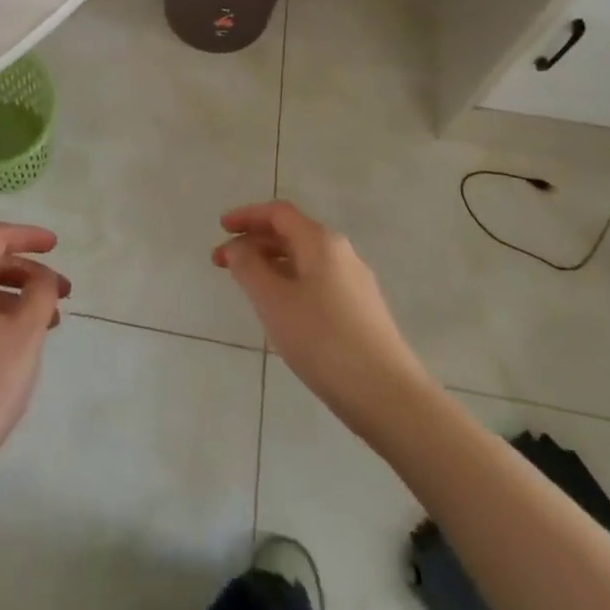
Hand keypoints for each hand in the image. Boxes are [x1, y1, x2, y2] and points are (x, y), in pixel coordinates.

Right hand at [213, 201, 427, 440]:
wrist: (388, 396)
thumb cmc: (322, 340)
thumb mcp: (273, 301)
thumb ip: (248, 267)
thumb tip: (237, 247)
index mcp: (320, 242)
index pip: (278, 213)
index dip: (246, 216)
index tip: (220, 228)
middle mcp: (341, 253)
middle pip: (291, 233)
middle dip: (254, 242)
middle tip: (223, 262)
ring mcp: (355, 282)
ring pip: (305, 259)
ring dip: (271, 264)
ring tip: (247, 287)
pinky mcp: (362, 310)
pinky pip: (317, 281)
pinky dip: (290, 282)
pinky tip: (281, 310)